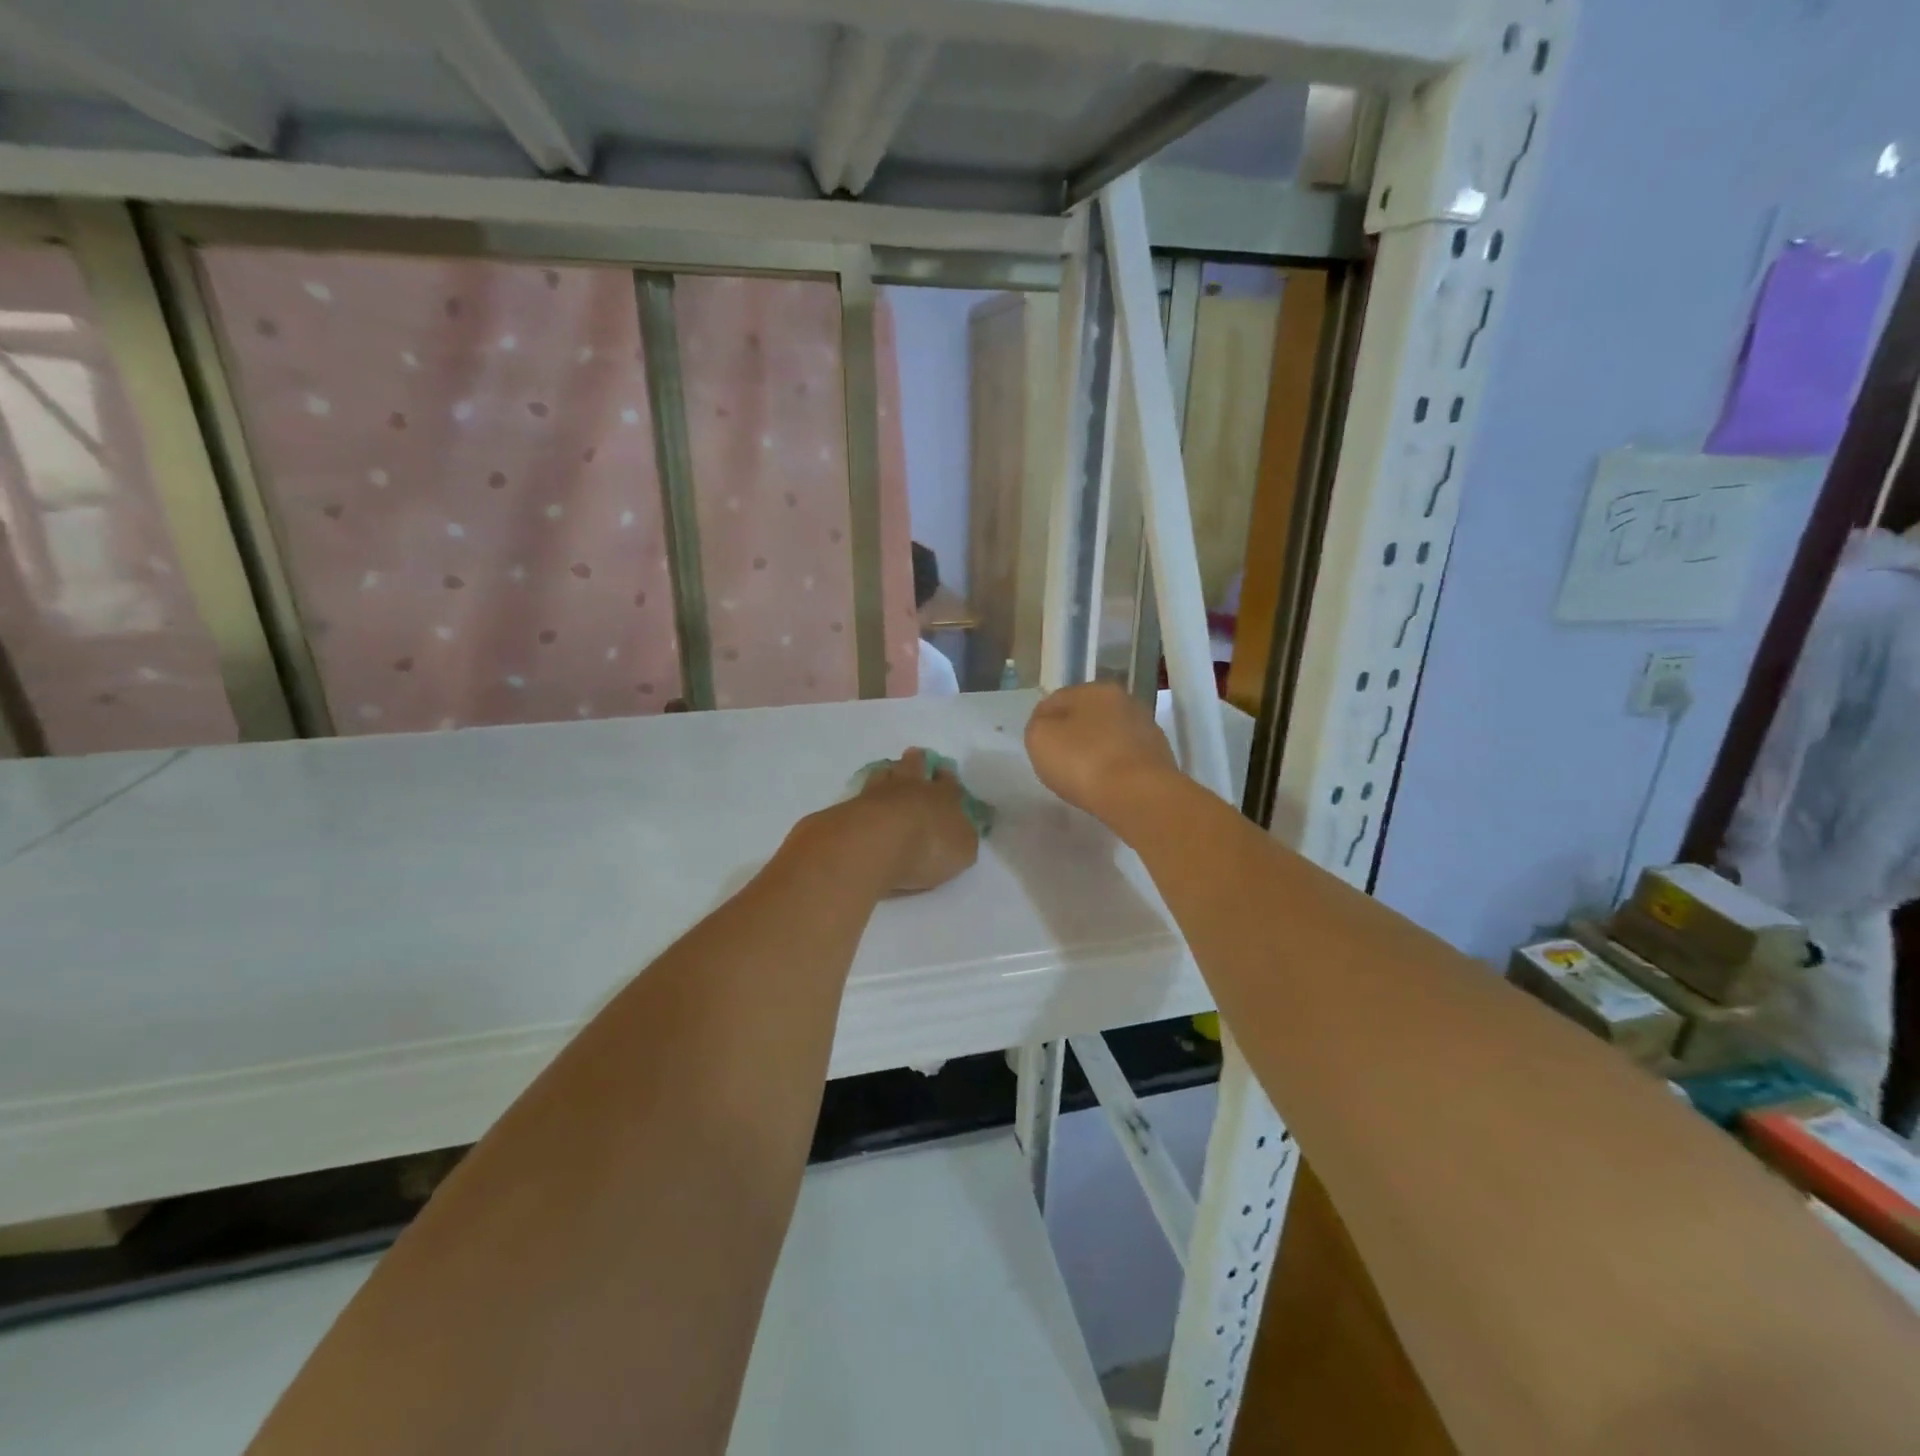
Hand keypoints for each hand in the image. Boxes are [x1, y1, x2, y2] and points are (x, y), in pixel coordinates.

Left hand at [850, 749, 979, 894]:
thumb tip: (962, 830)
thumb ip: (963, 838)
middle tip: (915, 757)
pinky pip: (862, 795)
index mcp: (944, 796)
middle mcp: (912, 787)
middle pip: (914, 765)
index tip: (944, 772)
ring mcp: (878, 793)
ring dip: (889, 773)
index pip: (949, 781)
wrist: (876, 843)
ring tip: (888, 774)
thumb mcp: (962, 851)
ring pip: (885, 773)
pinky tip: (865, 802)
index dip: (947, 777)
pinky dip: (866, 797)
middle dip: (917, 761)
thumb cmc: (929, 847)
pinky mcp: (851, 806)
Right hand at [1025, 683, 1178, 828]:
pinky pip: (1124, 758)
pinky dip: (1113, 767)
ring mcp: (1146, 728)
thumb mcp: (1039, 738)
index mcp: (1095, 689)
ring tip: (1082, 777)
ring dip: (1094, 750)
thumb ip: (1038, 724)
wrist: (1140, 796)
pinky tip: (1106, 785)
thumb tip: (1048, 723)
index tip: (1037, 747)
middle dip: (1071, 734)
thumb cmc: (1083, 761)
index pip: (1056, 700)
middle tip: (1057, 761)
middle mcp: (1124, 701)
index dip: (1041, 722)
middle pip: (1085, 716)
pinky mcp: (1159, 756)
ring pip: (1107, 736)